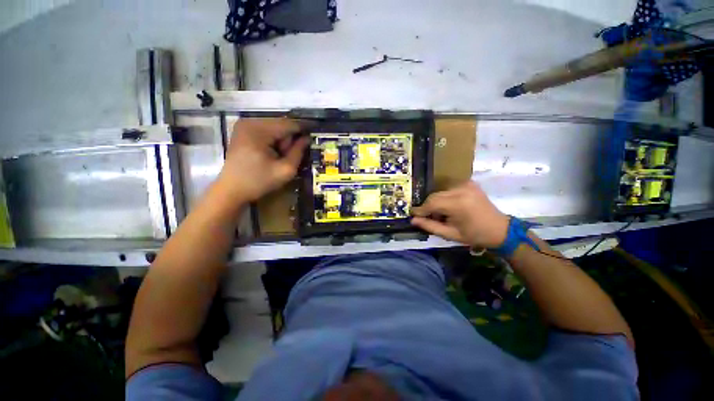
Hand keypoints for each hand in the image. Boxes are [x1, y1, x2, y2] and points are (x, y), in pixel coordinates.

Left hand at [217, 118, 309, 201]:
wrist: (231, 190)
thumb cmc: (258, 182)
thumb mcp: (285, 170)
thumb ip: (298, 152)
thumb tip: (307, 138)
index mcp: (259, 130)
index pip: (289, 124)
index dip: (304, 129)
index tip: (315, 134)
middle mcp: (250, 122)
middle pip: (281, 125)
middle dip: (290, 139)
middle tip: (288, 156)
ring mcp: (244, 125)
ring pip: (275, 127)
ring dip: (282, 141)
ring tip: (278, 157)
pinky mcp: (243, 131)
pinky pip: (266, 131)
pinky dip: (273, 141)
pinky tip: (271, 153)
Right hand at [411, 182, 509, 248]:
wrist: (500, 229)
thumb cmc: (475, 235)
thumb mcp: (450, 234)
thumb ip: (430, 226)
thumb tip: (413, 220)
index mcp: (458, 204)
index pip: (431, 203)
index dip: (420, 209)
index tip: (412, 215)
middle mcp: (461, 190)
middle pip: (435, 196)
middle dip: (428, 207)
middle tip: (427, 217)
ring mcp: (466, 184)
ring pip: (440, 192)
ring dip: (436, 203)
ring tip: (440, 214)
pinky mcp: (469, 183)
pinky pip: (448, 190)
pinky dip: (444, 198)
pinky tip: (449, 208)